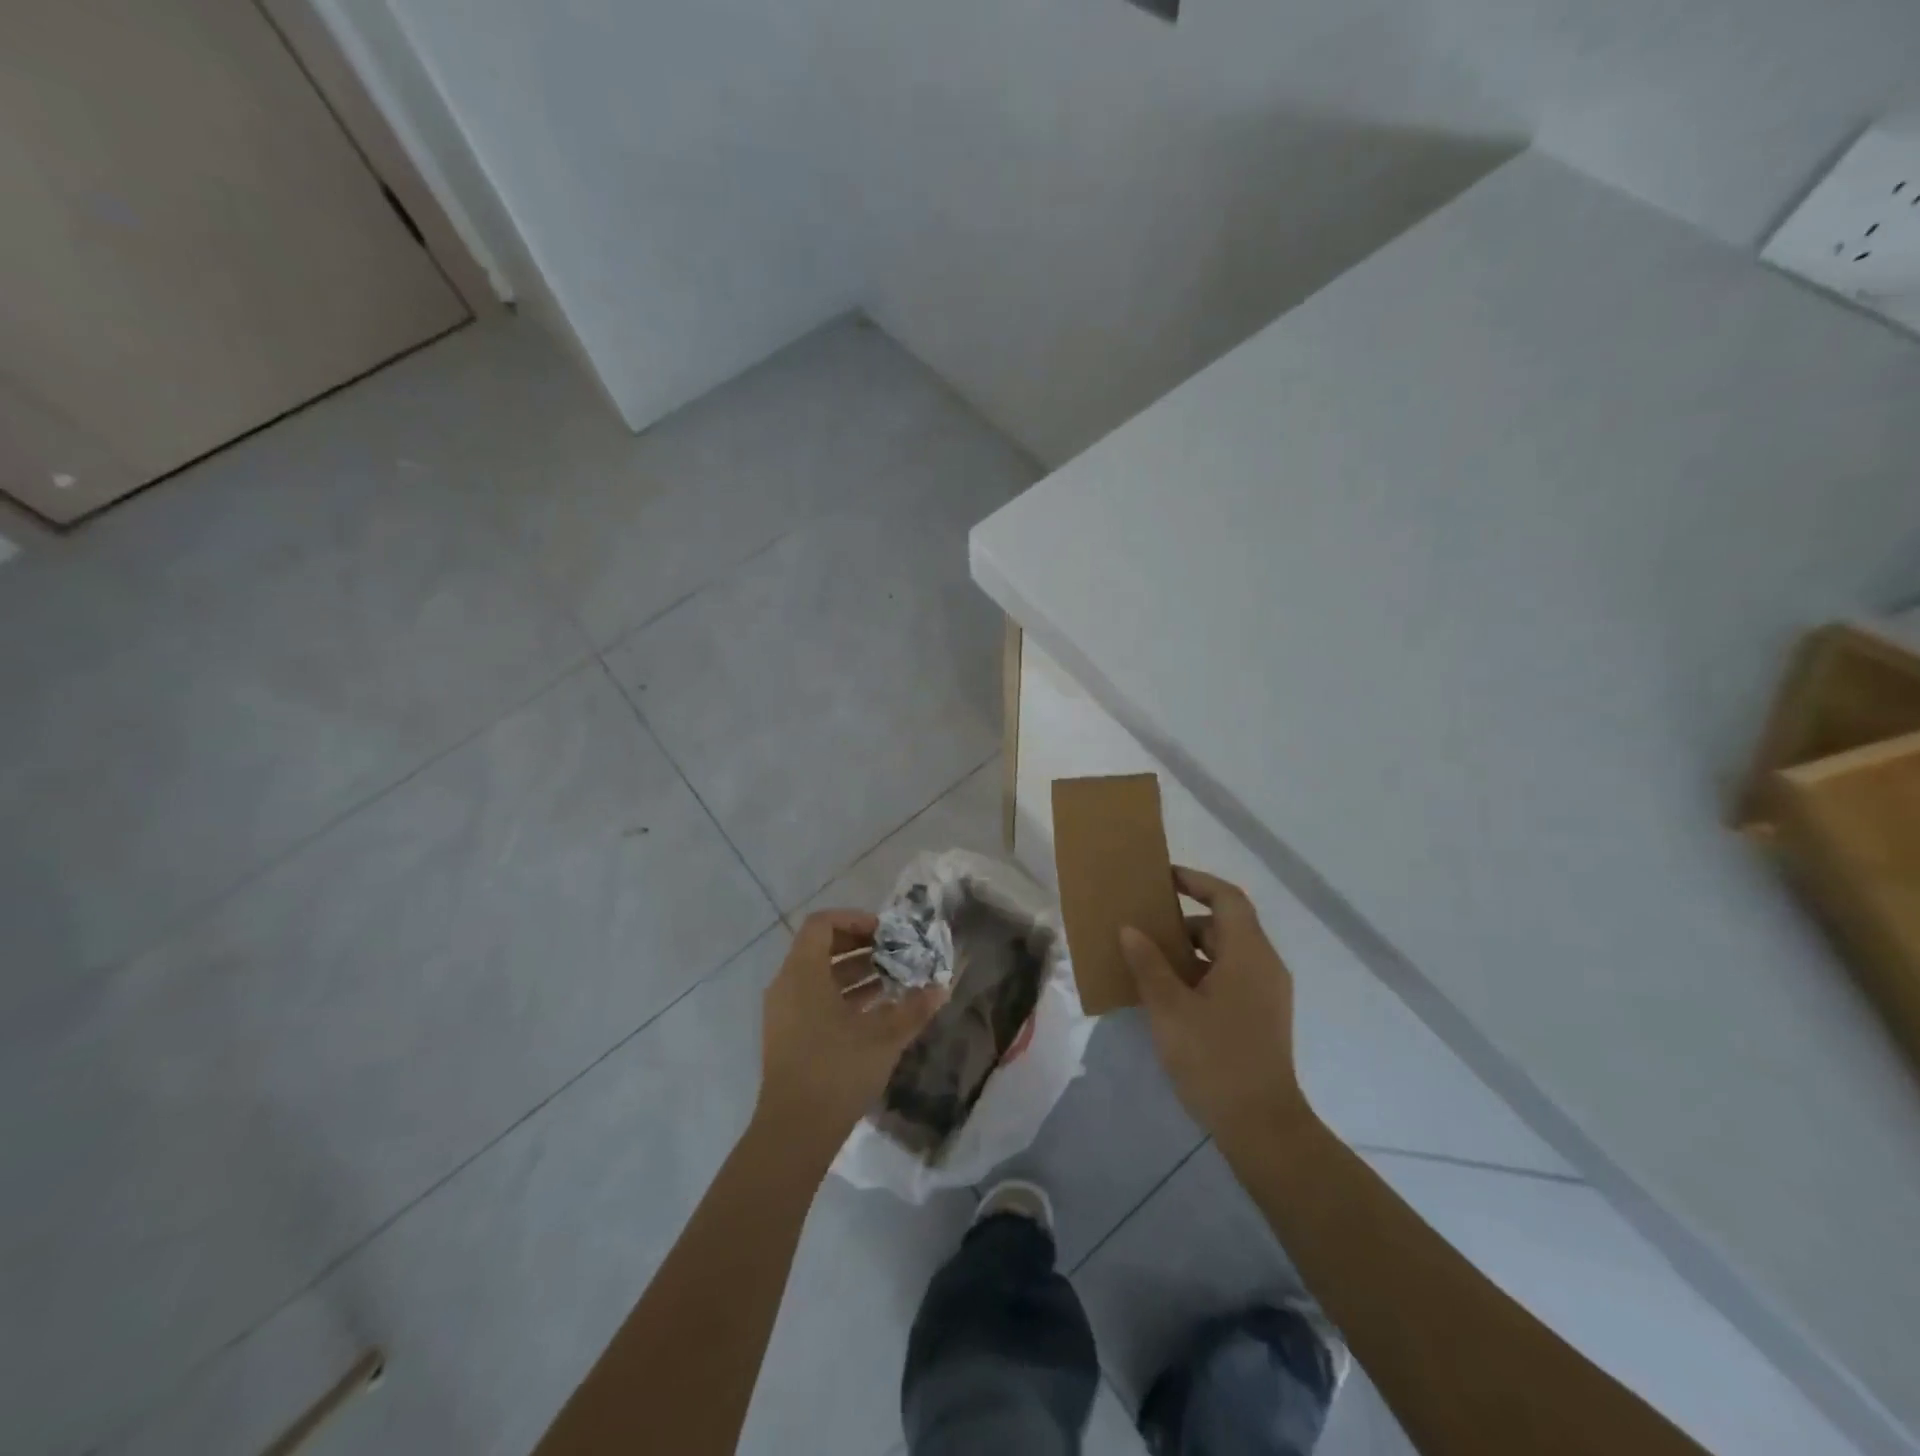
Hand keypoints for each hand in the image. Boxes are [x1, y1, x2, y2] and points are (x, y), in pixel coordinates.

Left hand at [755, 909, 945, 1153]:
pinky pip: (814, 998)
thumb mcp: (883, 1038)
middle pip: (822, 947)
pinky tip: (876, 1010)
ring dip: (856, 972)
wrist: (793, 1133)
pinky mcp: (788, 1035)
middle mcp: (787, 984)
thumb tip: (941, 988)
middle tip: (895, 954)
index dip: (855, 920)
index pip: (823, 924)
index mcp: (803, 973)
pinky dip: (843, 995)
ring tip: (894, 980)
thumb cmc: (836, 1071)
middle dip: (861, 946)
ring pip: (819, 975)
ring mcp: (784, 1011)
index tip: (886, 933)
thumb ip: (913, 1008)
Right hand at [1120, 867, 1303, 1137]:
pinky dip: (1202, 972)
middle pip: (1226, 924)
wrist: (1261, 1126)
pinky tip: (1170, 992)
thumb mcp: (1169, 1008)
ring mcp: (1267, 993)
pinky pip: (1231, 976)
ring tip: (1150, 959)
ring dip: (1191, 949)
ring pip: (1227, 953)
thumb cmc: (1214, 1058)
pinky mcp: (1262, 1016)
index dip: (1196, 881)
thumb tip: (1130, 929)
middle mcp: (1265, 965)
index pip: (1227, 897)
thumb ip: (1148, 964)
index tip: (1163, 878)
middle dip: (1185, 919)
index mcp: (1249, 954)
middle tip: (1146, 924)